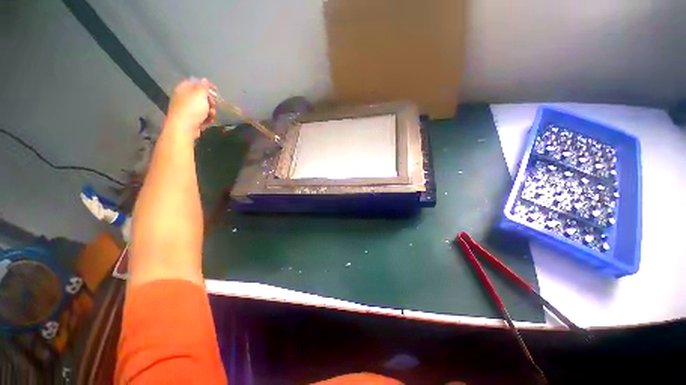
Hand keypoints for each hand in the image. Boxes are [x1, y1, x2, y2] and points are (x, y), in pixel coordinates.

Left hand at [166, 78, 216, 137]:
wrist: (184, 128)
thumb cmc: (192, 109)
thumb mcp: (200, 94)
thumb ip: (203, 86)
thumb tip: (205, 79)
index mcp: (184, 88)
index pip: (196, 82)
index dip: (206, 86)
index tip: (215, 91)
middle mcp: (184, 97)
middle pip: (201, 96)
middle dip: (210, 101)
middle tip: (213, 105)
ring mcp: (187, 109)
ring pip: (203, 108)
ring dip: (210, 111)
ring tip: (211, 115)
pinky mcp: (191, 119)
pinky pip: (202, 117)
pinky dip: (207, 119)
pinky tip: (208, 121)